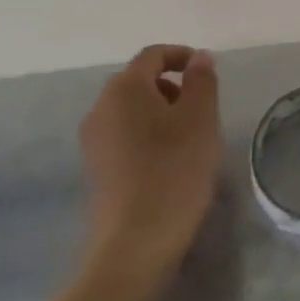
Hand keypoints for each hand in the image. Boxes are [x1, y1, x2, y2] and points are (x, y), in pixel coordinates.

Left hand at [80, 45, 222, 281]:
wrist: (133, 245)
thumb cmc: (174, 171)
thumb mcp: (200, 119)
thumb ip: (201, 80)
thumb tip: (197, 57)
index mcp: (125, 88)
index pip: (153, 55)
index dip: (181, 56)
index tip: (206, 72)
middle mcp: (101, 107)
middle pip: (139, 80)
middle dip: (172, 86)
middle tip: (202, 108)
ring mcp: (93, 140)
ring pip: (131, 109)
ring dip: (160, 112)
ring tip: (189, 137)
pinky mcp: (95, 168)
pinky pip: (123, 135)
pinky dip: (146, 135)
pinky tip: (168, 161)